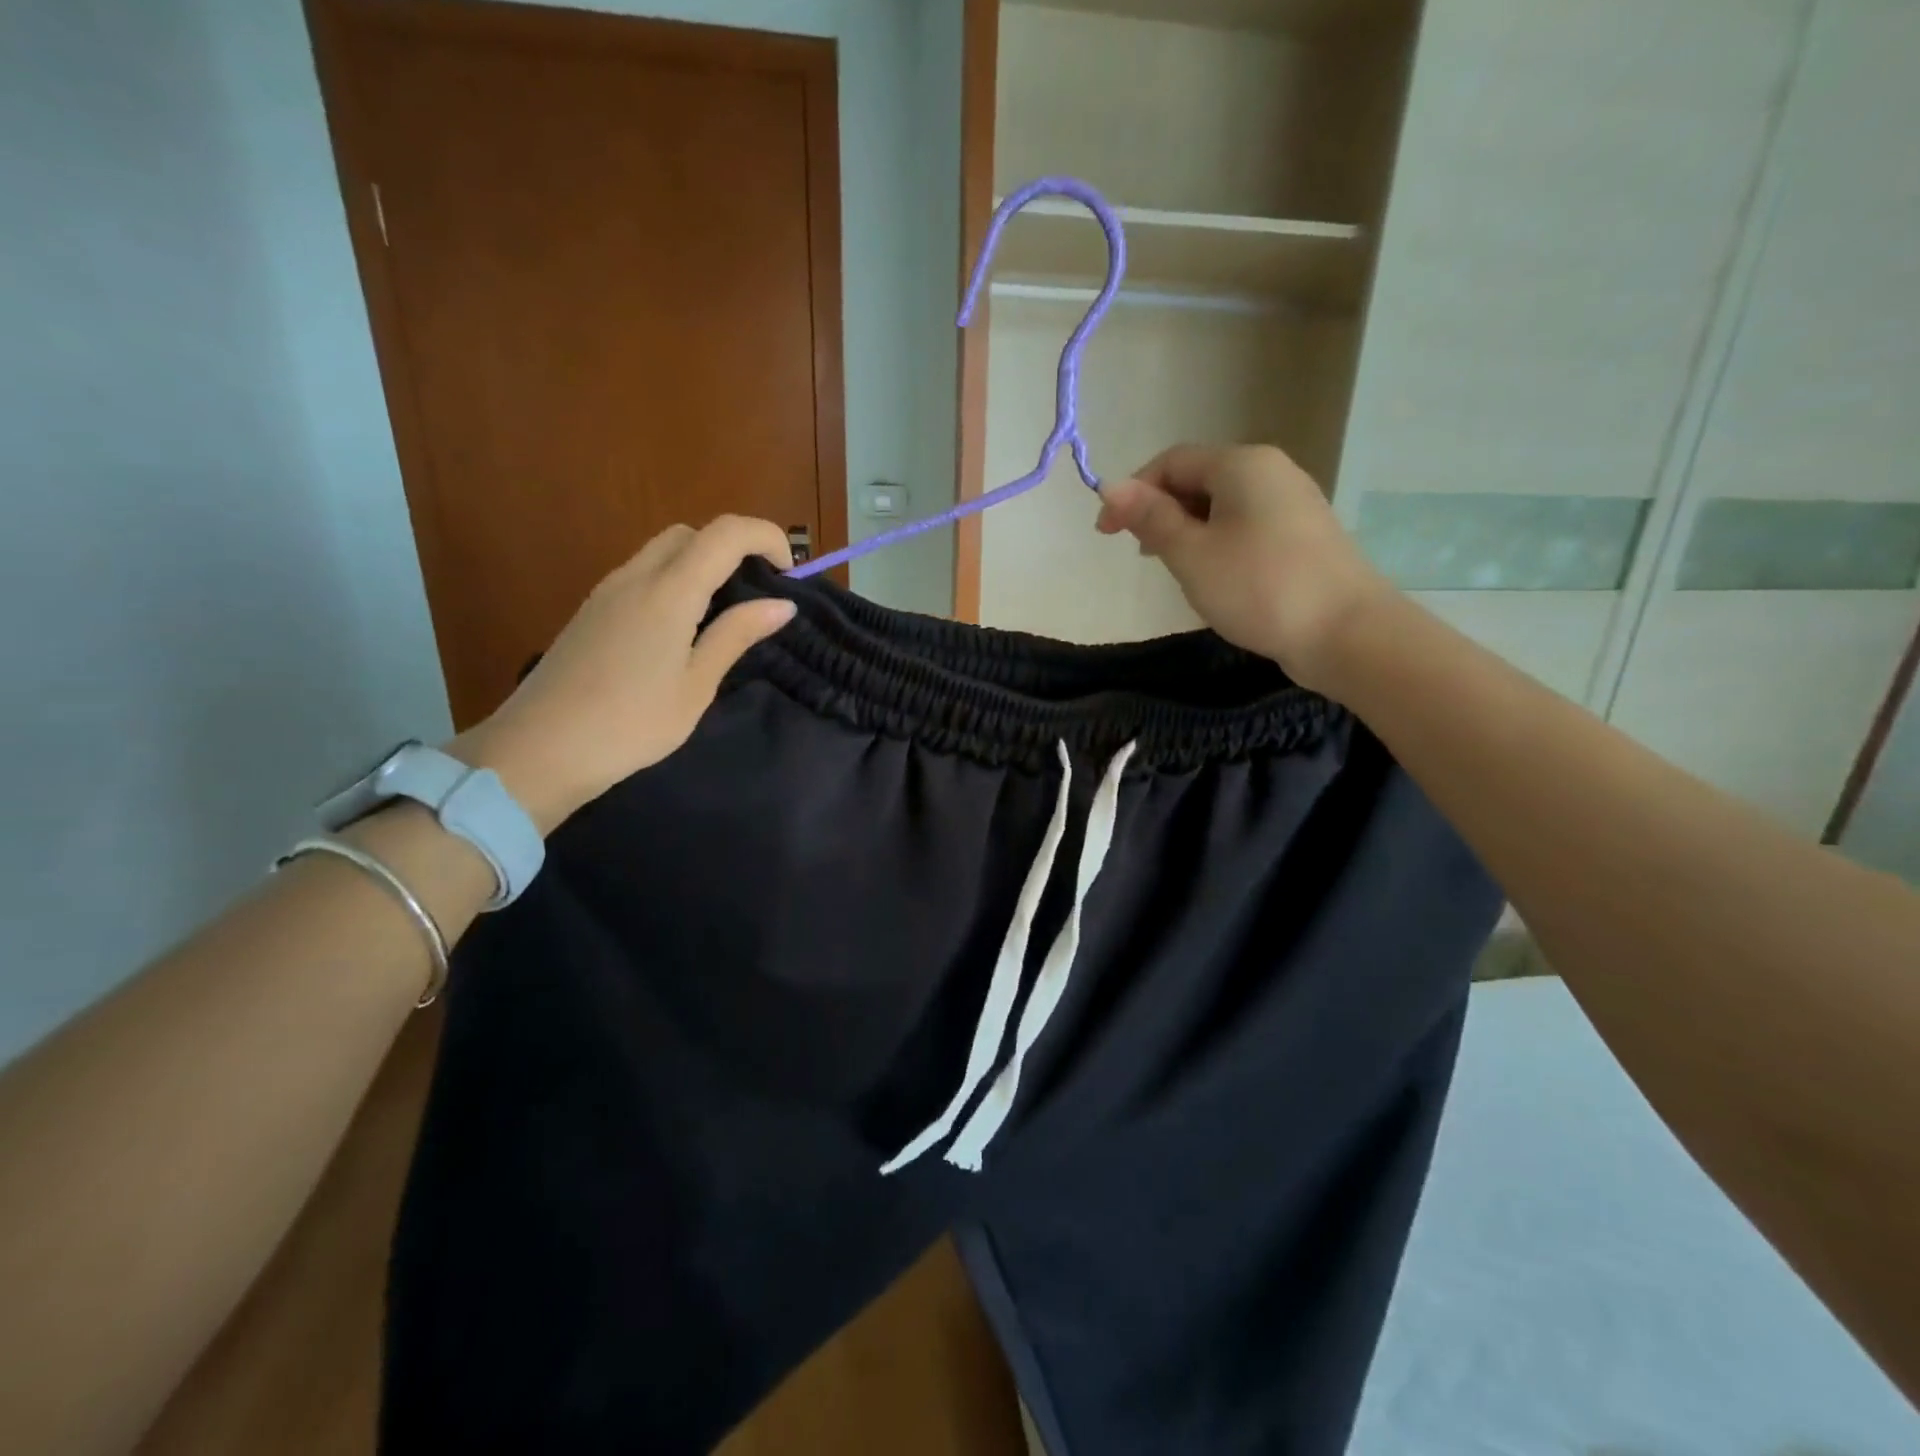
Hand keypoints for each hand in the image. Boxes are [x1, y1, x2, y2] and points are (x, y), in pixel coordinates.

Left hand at [452, 517, 795, 833]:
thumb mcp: (696, 685)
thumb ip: (737, 635)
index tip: (790, 572)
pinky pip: (642, 574)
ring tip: (725, 613)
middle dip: (733, 547)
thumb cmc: (631, 724)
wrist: (539, 750)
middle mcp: (635, 576)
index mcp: (669, 592)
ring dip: (702, 564)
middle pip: (691, 533)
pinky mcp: (592, 610)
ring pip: (663, 551)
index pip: (725, 533)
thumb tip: (782, 604)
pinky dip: (675, 581)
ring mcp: (607, 591)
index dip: (766, 536)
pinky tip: (683, 629)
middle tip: (758, 592)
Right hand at [1095, 444, 1393, 693]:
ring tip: (1172, 569)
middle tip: (1141, 556)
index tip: (1107, 535)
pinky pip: (1245, 525)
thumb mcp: (1191, 553)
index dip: (1132, 492)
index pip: (1172, 462)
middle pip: (1199, 479)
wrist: (1346, 633)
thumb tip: (1110, 485)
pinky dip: (1217, 543)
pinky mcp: (1303, 535)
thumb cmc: (1259, 587)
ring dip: (1187, 530)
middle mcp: (1270, 471)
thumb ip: (1150, 518)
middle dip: (1160, 512)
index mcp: (1242, 464)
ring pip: (1222, 505)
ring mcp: (1292, 503)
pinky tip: (1213, 577)